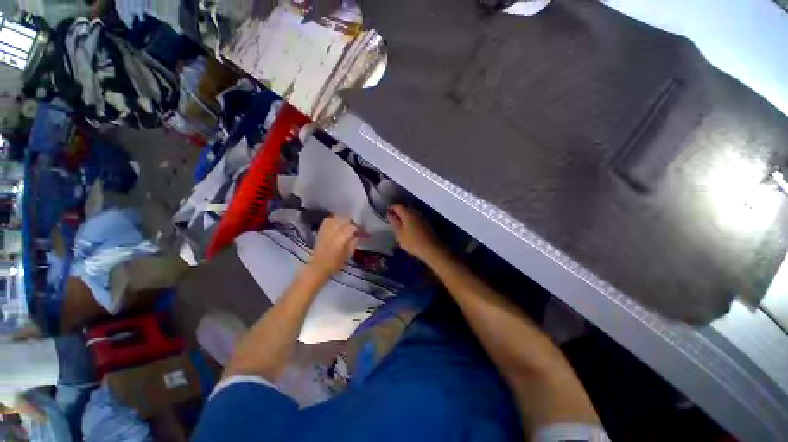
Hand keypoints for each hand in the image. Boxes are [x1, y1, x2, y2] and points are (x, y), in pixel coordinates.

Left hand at [309, 216, 358, 276]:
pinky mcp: (321, 230)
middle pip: (344, 219)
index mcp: (341, 238)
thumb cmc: (335, 263)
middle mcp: (333, 231)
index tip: (362, 231)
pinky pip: (328, 220)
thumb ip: (353, 243)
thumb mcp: (348, 255)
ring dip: (343, 219)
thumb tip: (357, 235)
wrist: (318, 267)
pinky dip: (333, 219)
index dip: (358, 228)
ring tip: (346, 224)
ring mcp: (326, 229)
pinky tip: (337, 224)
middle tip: (355, 227)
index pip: (352, 227)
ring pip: (336, 218)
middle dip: (351, 222)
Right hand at [387, 205, 443, 260]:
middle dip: (398, 212)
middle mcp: (415, 212)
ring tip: (399, 224)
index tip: (386, 213)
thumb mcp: (399, 233)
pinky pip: (415, 218)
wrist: (431, 248)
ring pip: (411, 213)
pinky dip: (410, 221)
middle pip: (405, 209)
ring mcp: (422, 217)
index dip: (391, 208)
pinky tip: (408, 228)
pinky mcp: (426, 223)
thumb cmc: (412, 241)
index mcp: (407, 213)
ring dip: (404, 217)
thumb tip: (389, 214)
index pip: (397, 206)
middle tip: (392, 219)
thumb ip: (394, 222)